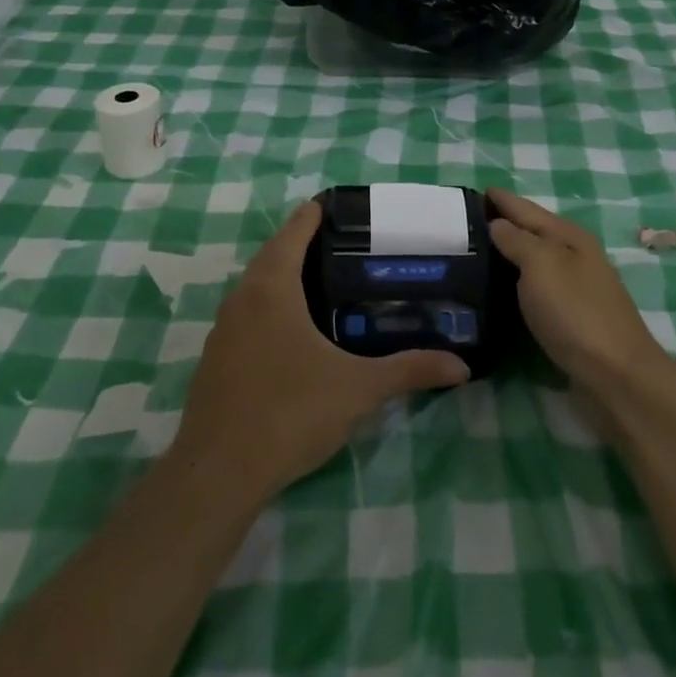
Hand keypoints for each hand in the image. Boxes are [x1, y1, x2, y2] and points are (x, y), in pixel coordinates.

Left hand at [171, 201, 470, 501]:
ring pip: (255, 287)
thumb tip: (460, 366)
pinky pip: (245, 316)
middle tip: (342, 243)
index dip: (313, 214)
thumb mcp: (358, 389)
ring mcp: (222, 330)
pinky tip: (292, 332)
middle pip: (272, 255)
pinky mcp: (215, 359)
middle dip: (301, 243)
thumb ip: (409, 371)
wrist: (219, 473)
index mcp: (272, 289)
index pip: (293, 232)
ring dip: (282, 276)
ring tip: (322, 281)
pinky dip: (269, 308)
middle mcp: (241, 299)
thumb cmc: (290, 413)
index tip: (337, 203)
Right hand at [487, 187, 667, 391]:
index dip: (500, 199)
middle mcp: (574, 255)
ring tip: (475, 252)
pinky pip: (536, 286)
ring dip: (508, 253)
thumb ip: (517, 240)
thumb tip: (497, 223)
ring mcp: (576, 286)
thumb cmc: (575, 311)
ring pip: (534, 259)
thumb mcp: (541, 265)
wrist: (615, 373)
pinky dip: (517, 280)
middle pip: (532, 231)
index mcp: (568, 236)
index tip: (471, 192)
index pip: (526, 208)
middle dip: (502, 223)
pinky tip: (499, 287)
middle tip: (464, 223)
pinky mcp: (572, 315)